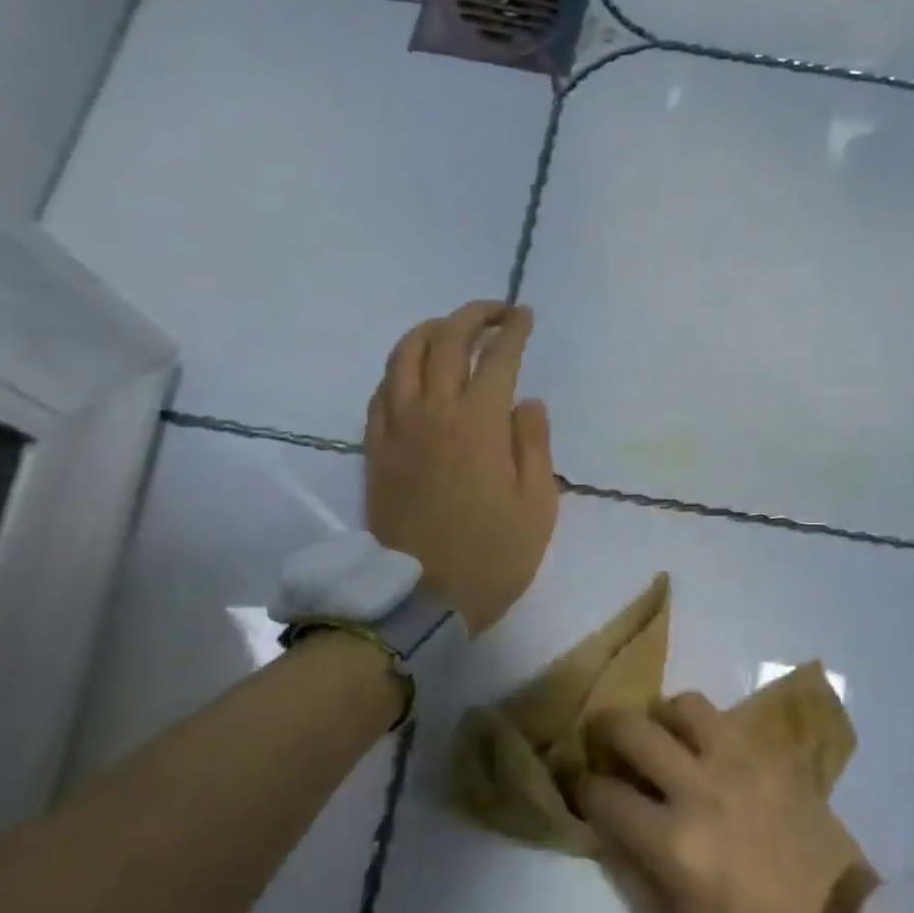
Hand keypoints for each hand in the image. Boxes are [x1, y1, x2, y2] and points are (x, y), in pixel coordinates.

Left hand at [366, 301, 558, 635]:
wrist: (422, 599)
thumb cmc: (493, 556)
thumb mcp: (537, 505)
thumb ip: (534, 444)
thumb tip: (526, 401)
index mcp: (478, 424)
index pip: (497, 358)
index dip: (513, 330)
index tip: (525, 316)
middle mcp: (432, 413)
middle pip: (446, 341)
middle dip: (473, 316)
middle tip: (496, 313)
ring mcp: (397, 429)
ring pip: (403, 356)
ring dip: (429, 331)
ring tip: (451, 331)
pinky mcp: (375, 450)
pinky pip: (381, 392)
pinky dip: (399, 369)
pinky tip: (415, 374)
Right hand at [576, 693, 879, 912]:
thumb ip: (639, 875)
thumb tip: (610, 832)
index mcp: (674, 843)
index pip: (605, 795)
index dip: (584, 788)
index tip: (584, 787)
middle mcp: (701, 789)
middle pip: (635, 730)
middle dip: (607, 728)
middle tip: (605, 738)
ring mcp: (742, 765)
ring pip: (685, 706)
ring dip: (664, 716)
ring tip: (665, 736)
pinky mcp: (775, 758)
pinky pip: (730, 723)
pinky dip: (709, 730)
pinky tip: (711, 751)